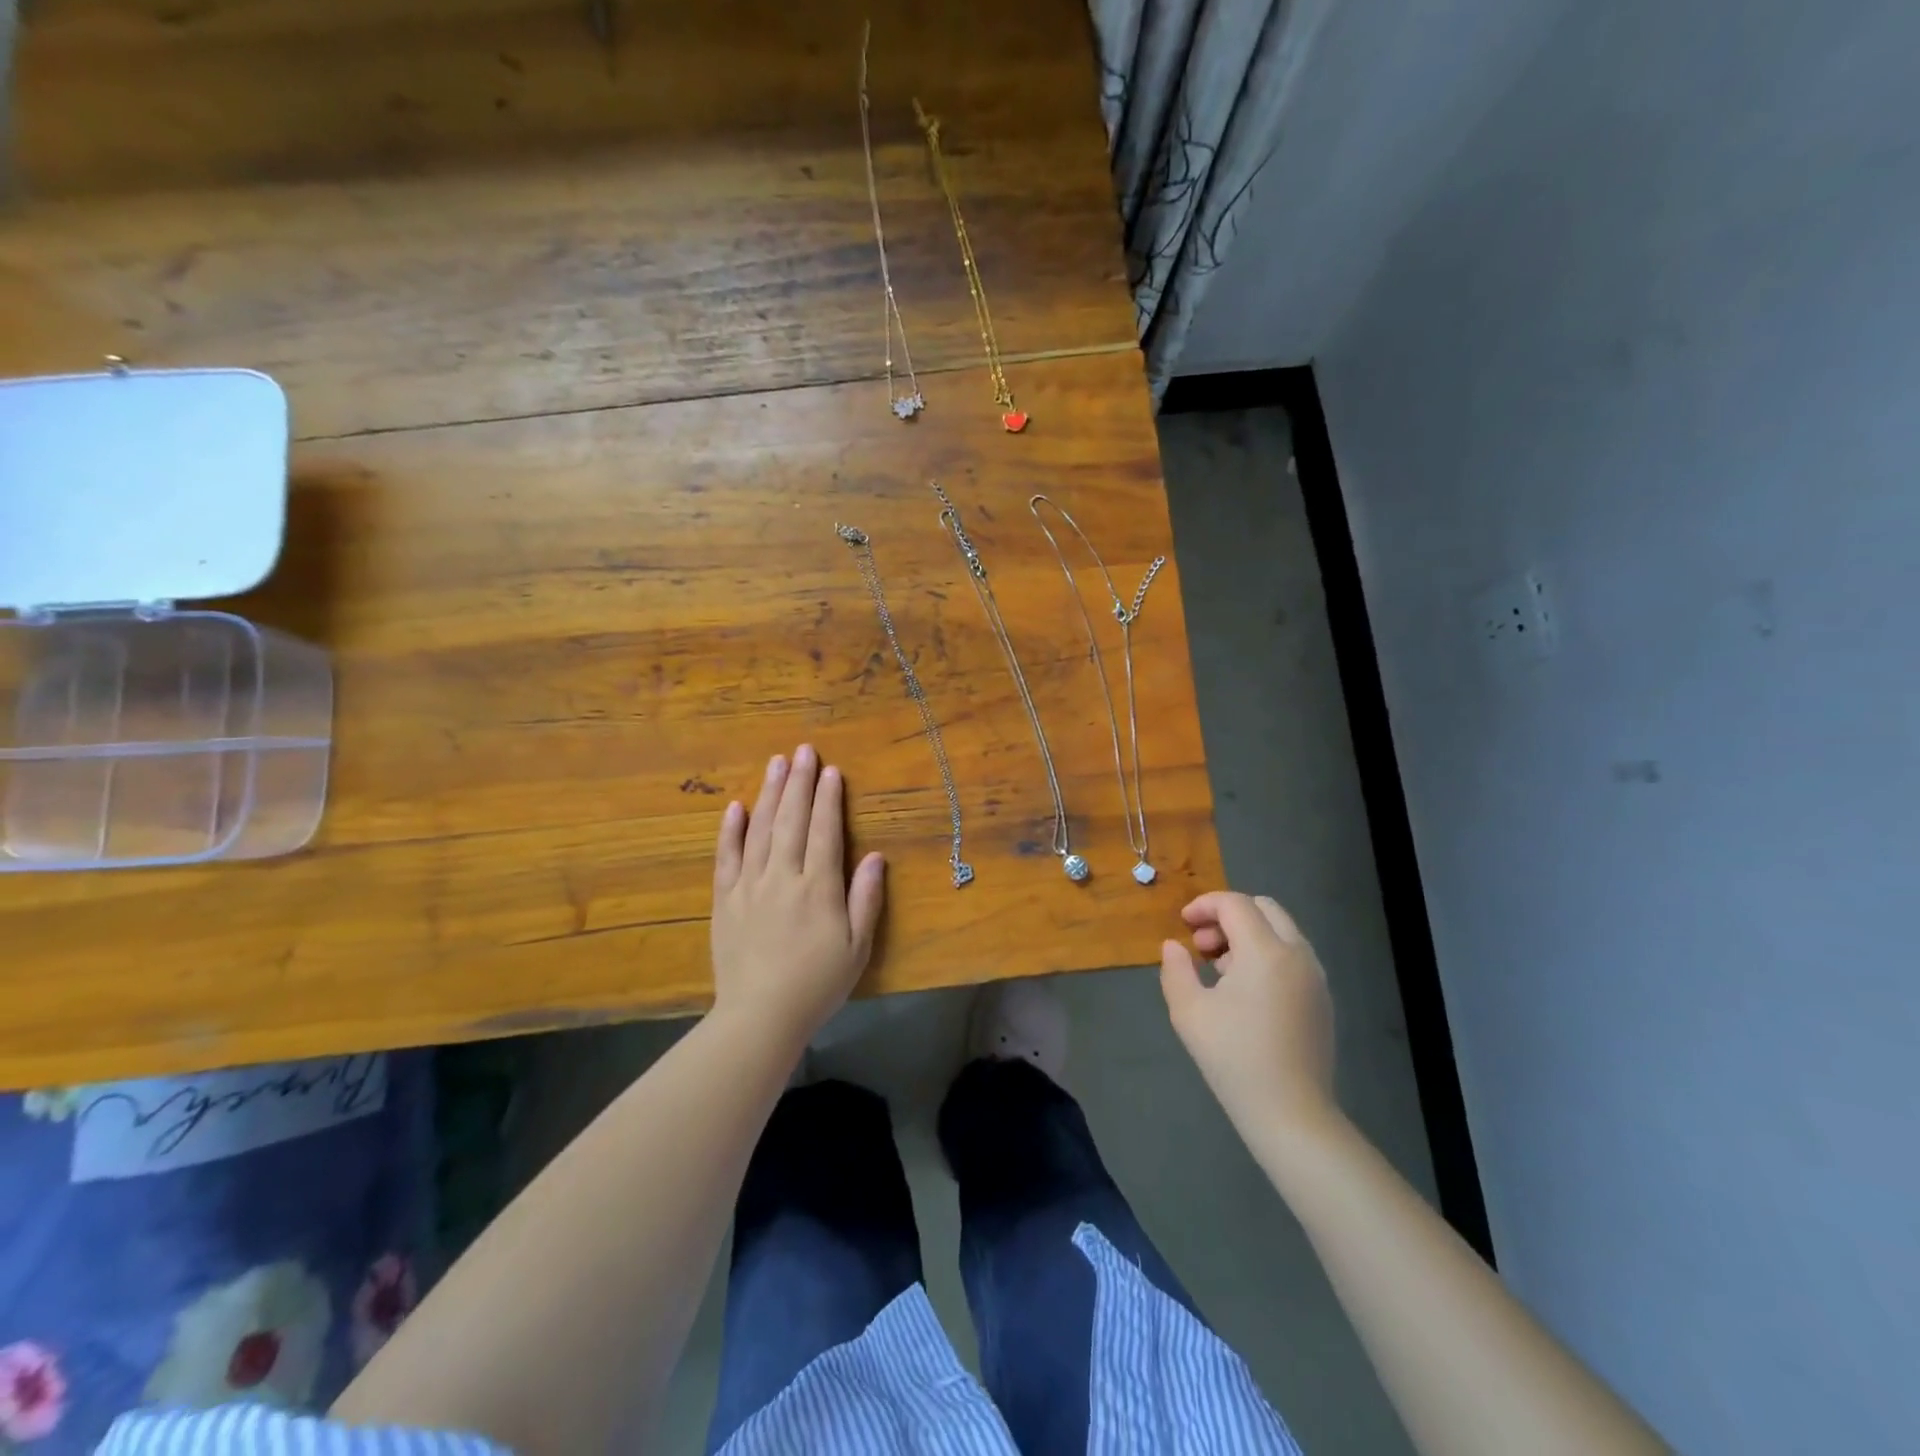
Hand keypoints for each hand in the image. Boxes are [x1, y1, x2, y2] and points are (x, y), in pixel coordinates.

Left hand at [711, 745, 884, 1048]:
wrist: (760, 1017)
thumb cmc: (817, 984)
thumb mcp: (857, 947)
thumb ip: (866, 898)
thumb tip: (874, 856)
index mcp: (818, 888)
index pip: (824, 831)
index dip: (828, 799)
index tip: (831, 770)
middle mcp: (783, 877)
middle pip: (791, 820)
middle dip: (799, 782)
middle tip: (803, 751)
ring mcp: (749, 886)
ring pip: (759, 830)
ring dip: (768, 794)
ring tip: (775, 763)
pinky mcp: (724, 900)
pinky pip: (726, 857)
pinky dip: (730, 830)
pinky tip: (735, 807)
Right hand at [1160, 891, 1337, 1140]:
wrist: (1291, 1114)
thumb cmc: (1234, 1058)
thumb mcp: (1189, 1012)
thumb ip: (1176, 969)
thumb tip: (1174, 946)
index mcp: (1266, 951)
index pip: (1235, 904)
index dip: (1204, 905)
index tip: (1182, 924)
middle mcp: (1298, 954)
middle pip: (1264, 908)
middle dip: (1228, 915)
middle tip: (1202, 944)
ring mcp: (1316, 977)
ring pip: (1281, 931)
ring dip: (1248, 935)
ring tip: (1219, 970)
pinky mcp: (1322, 999)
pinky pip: (1292, 956)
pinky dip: (1266, 954)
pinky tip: (1244, 991)